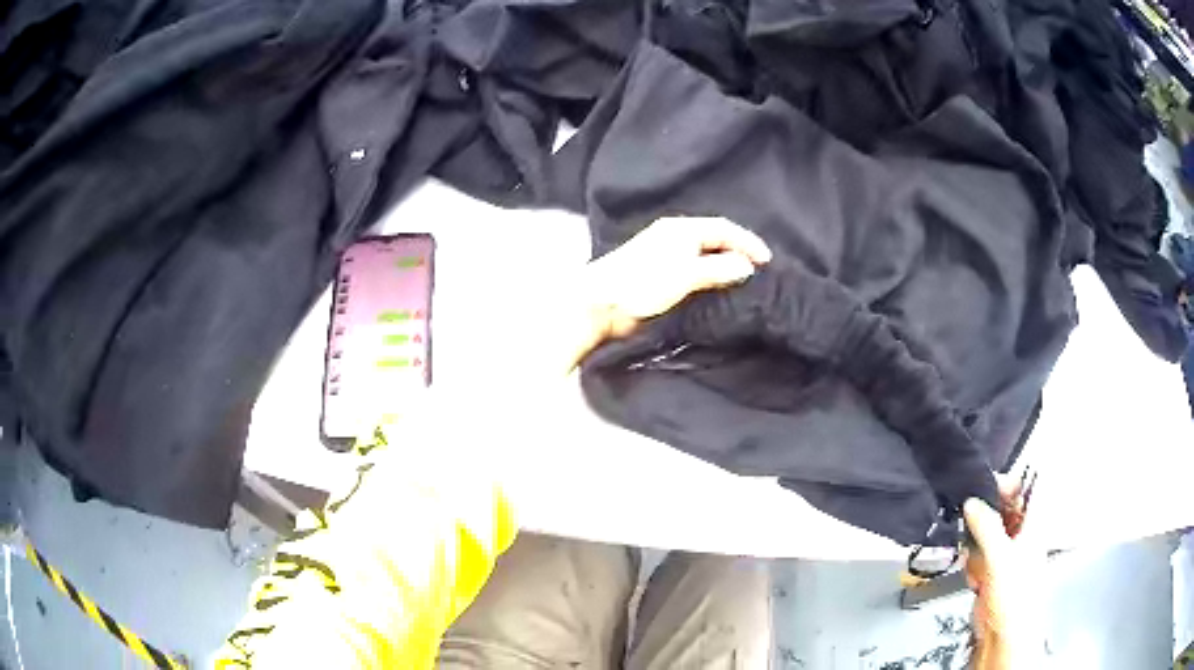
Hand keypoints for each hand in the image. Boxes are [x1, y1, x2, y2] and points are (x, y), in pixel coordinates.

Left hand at [584, 217, 771, 338]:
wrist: (599, 304)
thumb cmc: (642, 283)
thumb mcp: (685, 275)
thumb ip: (717, 270)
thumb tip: (746, 266)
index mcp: (681, 229)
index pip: (724, 228)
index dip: (748, 242)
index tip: (767, 261)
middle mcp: (674, 236)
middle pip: (715, 239)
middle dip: (738, 252)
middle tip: (759, 272)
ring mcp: (665, 255)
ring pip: (705, 255)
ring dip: (724, 266)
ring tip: (744, 283)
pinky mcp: (658, 275)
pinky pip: (694, 270)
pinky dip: (710, 277)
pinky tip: (717, 291)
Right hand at [963, 485, 1043, 668]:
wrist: (1003, 635)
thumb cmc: (1015, 595)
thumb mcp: (1000, 557)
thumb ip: (986, 526)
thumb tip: (972, 502)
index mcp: (1034, 523)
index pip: (1026, 487)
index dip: (1008, 482)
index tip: (984, 486)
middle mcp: (1022, 534)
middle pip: (1003, 509)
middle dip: (985, 517)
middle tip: (972, 524)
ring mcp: (1006, 553)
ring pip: (986, 532)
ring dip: (976, 544)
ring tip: (976, 561)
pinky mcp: (991, 571)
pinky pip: (977, 555)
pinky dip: (972, 563)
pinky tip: (974, 577)